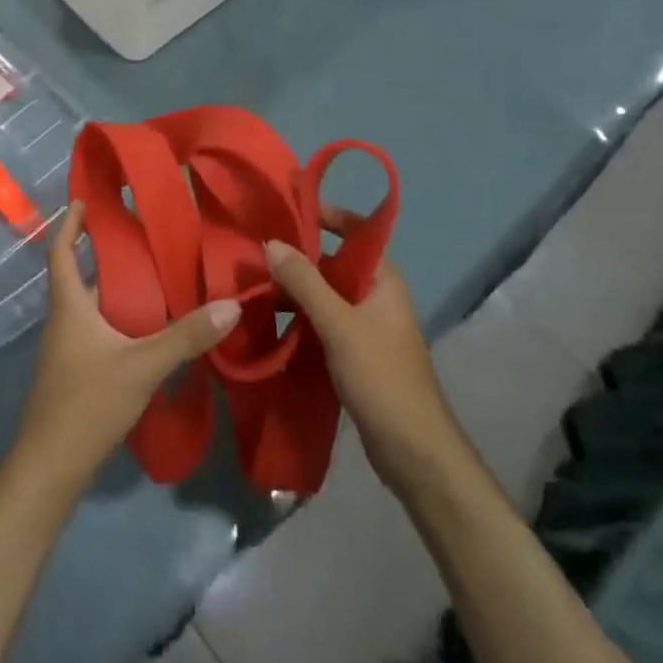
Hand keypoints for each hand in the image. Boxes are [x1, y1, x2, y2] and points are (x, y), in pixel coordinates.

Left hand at [8, 202, 241, 495]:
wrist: (50, 469)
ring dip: (118, 291)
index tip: (84, 200)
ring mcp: (67, 350)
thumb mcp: (141, 366)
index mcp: (69, 306)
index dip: (69, 224)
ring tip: (158, 279)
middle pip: (81, 278)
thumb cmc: (86, 403)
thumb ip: (185, 337)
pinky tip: (150, 331)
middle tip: (147, 239)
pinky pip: (99, 333)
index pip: (61, 252)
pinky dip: (121, 321)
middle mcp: (64, 321)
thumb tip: (230, 305)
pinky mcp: (76, 374)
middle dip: (108, 256)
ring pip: (93, 308)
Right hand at [267, 206, 466, 497]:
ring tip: (249, 288)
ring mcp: (363, 325)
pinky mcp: (352, 353)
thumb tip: (271, 242)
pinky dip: (296, 319)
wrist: (413, 452)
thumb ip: (305, 282)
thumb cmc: (382, 378)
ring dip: (291, 292)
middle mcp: (373, 295)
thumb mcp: (340, 325)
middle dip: (295, 258)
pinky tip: (265, 323)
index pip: (354, 230)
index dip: (323, 215)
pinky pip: (319, 323)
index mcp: (382, 279)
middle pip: (331, 263)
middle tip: (252, 253)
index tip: (283, 210)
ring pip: (321, 295)